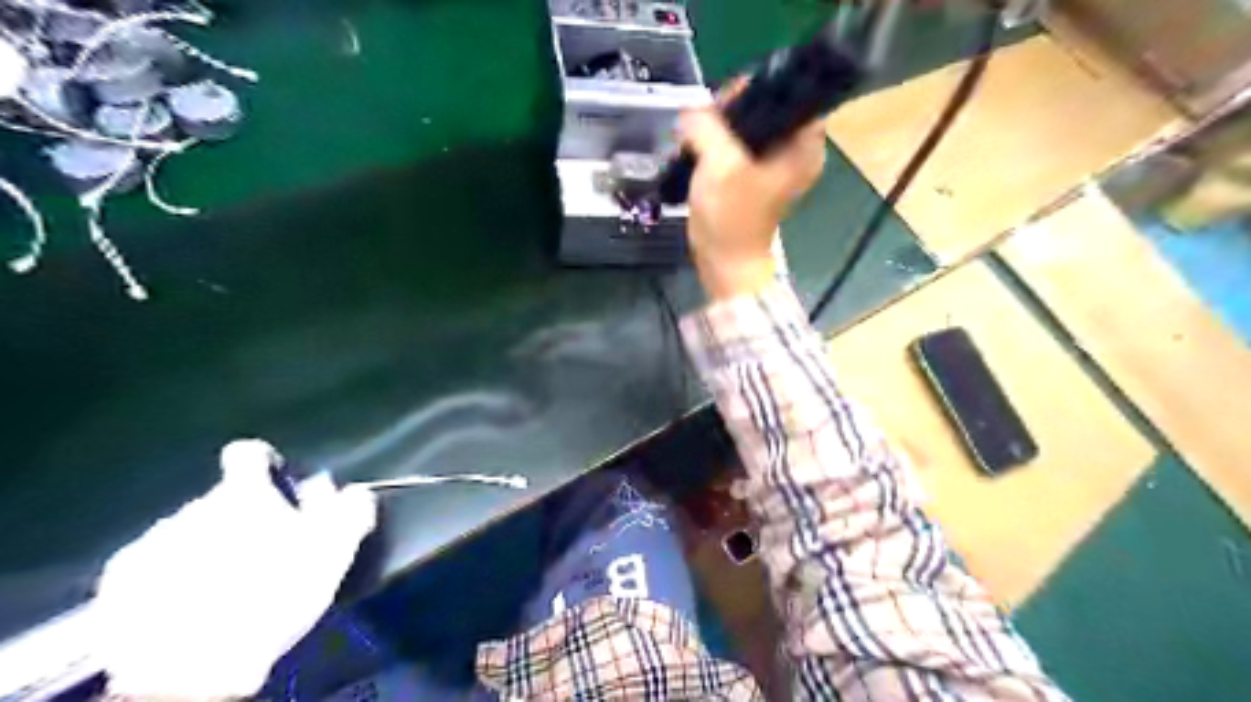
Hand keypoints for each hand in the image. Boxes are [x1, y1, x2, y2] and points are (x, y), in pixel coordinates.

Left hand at [90, 439, 374, 695]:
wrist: (191, 668)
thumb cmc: (273, 596)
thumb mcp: (333, 551)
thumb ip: (349, 510)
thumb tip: (354, 490)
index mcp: (245, 495)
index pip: (247, 453)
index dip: (261, 463)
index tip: (273, 482)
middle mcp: (194, 507)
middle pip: (221, 501)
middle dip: (240, 518)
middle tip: (263, 553)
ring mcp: (152, 542)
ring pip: (188, 532)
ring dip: (207, 546)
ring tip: (226, 585)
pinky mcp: (121, 581)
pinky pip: (153, 564)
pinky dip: (171, 575)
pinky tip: (188, 604)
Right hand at [680, 85, 827, 297]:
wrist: (723, 261)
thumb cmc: (731, 215)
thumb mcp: (720, 163)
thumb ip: (706, 126)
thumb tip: (691, 112)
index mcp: (804, 144)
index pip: (790, 92)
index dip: (759, 88)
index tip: (726, 101)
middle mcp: (794, 149)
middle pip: (765, 106)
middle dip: (732, 109)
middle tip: (705, 120)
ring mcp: (772, 163)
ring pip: (746, 125)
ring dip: (720, 127)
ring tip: (697, 134)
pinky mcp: (752, 175)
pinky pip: (736, 144)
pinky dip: (718, 143)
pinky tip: (698, 148)